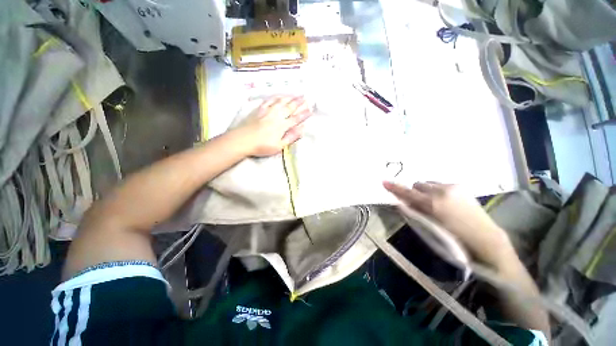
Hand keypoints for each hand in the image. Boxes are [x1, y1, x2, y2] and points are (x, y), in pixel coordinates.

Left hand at [239, 96, 311, 156]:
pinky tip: (279, 96)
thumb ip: (291, 137)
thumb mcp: (279, 146)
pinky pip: (269, 100)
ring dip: (289, 98)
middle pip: (290, 107)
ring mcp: (268, 111)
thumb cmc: (262, 146)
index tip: (311, 109)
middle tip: (306, 97)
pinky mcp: (260, 110)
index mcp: (282, 126)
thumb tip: (302, 129)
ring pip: (281, 102)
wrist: (243, 140)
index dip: (304, 114)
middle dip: (299, 102)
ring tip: (295, 94)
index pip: (296, 118)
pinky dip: (276, 97)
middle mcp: (277, 116)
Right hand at [384, 181, 514, 266]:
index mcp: (433, 203)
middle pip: (418, 184)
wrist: (486, 239)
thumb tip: (401, 203)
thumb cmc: (455, 239)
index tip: (384, 182)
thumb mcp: (429, 227)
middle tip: (418, 203)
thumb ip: (413, 212)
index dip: (395, 188)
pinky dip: (437, 191)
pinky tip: (445, 202)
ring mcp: (453, 187)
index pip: (408, 193)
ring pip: (429, 183)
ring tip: (433, 203)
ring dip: (426, 191)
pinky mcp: (461, 187)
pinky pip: (440, 184)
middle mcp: (442, 191)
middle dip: (415, 192)